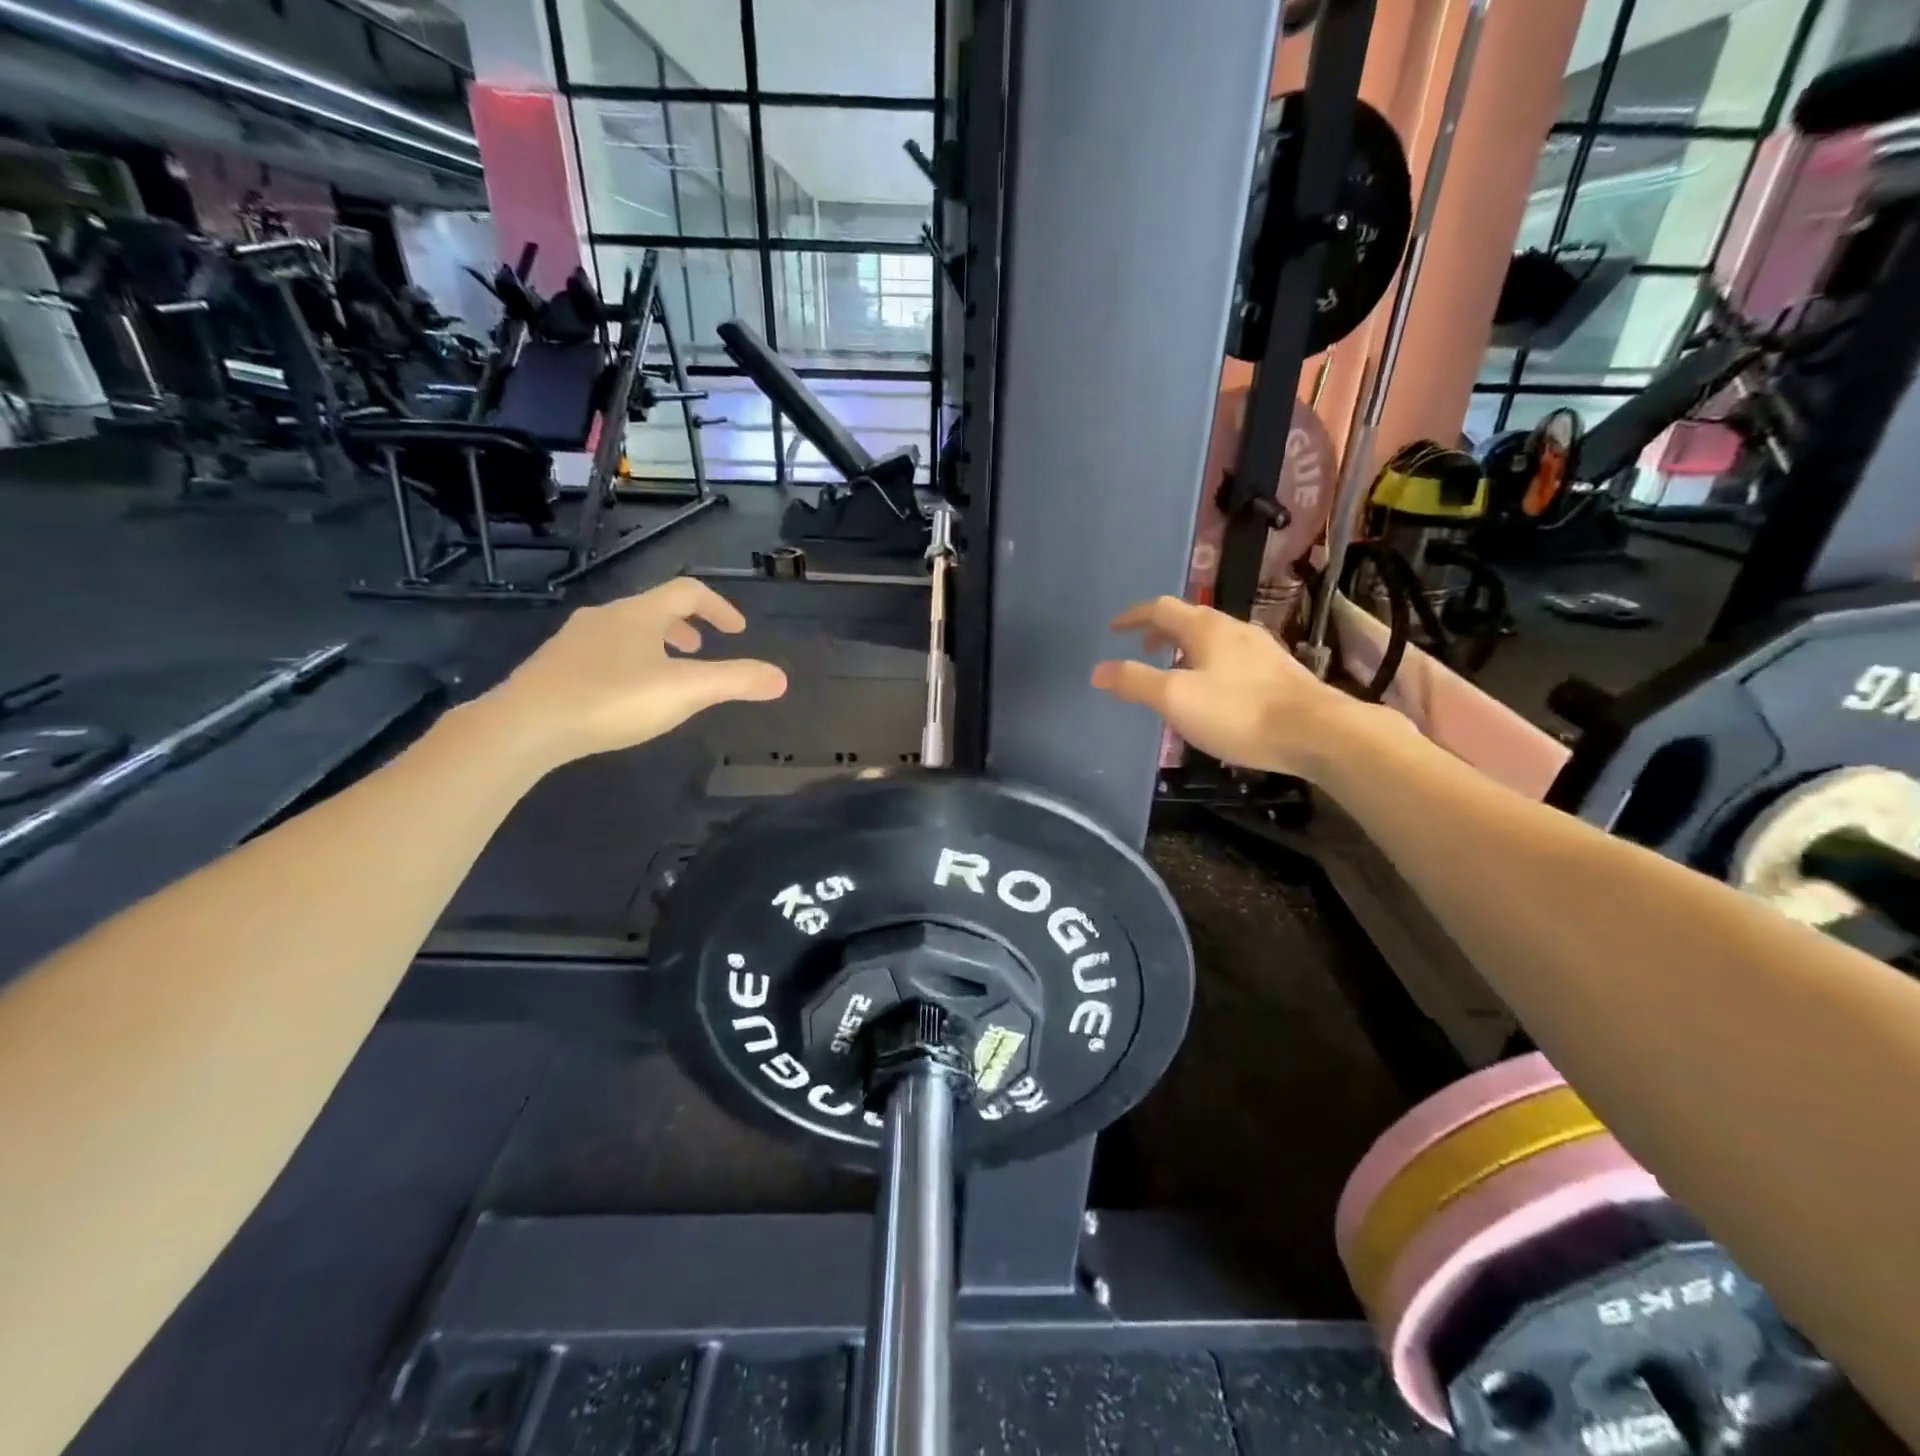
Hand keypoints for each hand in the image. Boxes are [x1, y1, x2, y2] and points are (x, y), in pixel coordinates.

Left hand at [481, 579, 787, 762]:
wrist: (524, 725)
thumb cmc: (611, 700)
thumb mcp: (685, 691)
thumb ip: (735, 682)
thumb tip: (781, 678)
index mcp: (639, 614)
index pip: (688, 592)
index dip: (719, 608)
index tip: (737, 632)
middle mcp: (605, 617)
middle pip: (653, 609)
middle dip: (685, 627)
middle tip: (701, 651)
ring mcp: (573, 641)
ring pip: (624, 631)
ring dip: (654, 645)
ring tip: (666, 675)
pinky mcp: (552, 668)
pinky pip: (601, 653)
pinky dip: (626, 663)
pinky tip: (623, 697)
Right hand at [1092, 596, 1373, 777]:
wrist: (1316, 732)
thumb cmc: (1238, 711)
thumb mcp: (1176, 699)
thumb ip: (1135, 682)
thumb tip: (1098, 670)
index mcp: (1205, 628)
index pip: (1160, 608)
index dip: (1133, 616)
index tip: (1114, 629)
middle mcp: (1234, 629)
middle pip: (1189, 620)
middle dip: (1161, 632)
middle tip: (1142, 649)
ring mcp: (1261, 649)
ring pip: (1213, 640)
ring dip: (1186, 649)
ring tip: (1175, 673)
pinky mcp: (1279, 672)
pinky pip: (1232, 658)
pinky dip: (1210, 664)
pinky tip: (1214, 693)